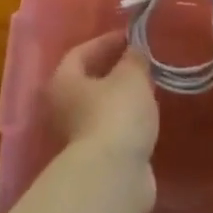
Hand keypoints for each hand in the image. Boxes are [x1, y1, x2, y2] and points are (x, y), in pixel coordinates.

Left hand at [47, 32, 158, 167]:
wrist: (114, 176)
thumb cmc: (117, 113)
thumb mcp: (131, 76)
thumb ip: (134, 58)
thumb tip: (135, 50)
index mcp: (64, 82)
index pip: (80, 52)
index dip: (105, 41)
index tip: (131, 36)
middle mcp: (63, 108)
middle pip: (88, 81)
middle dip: (114, 69)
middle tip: (140, 59)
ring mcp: (79, 137)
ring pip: (101, 107)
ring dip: (122, 96)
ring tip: (149, 84)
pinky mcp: (98, 159)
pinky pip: (113, 128)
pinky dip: (127, 119)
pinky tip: (148, 114)